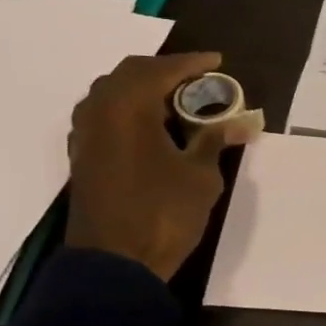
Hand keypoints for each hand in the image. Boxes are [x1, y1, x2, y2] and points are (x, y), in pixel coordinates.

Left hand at [65, 52, 257, 280]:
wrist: (115, 263)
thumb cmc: (163, 213)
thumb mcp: (200, 175)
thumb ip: (215, 141)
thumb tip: (242, 123)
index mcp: (128, 107)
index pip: (162, 69)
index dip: (192, 63)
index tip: (218, 61)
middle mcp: (100, 111)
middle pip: (131, 74)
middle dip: (165, 71)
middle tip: (198, 79)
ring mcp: (85, 134)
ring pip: (112, 93)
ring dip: (143, 89)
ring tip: (176, 99)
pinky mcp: (83, 156)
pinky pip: (104, 115)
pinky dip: (128, 110)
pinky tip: (150, 126)